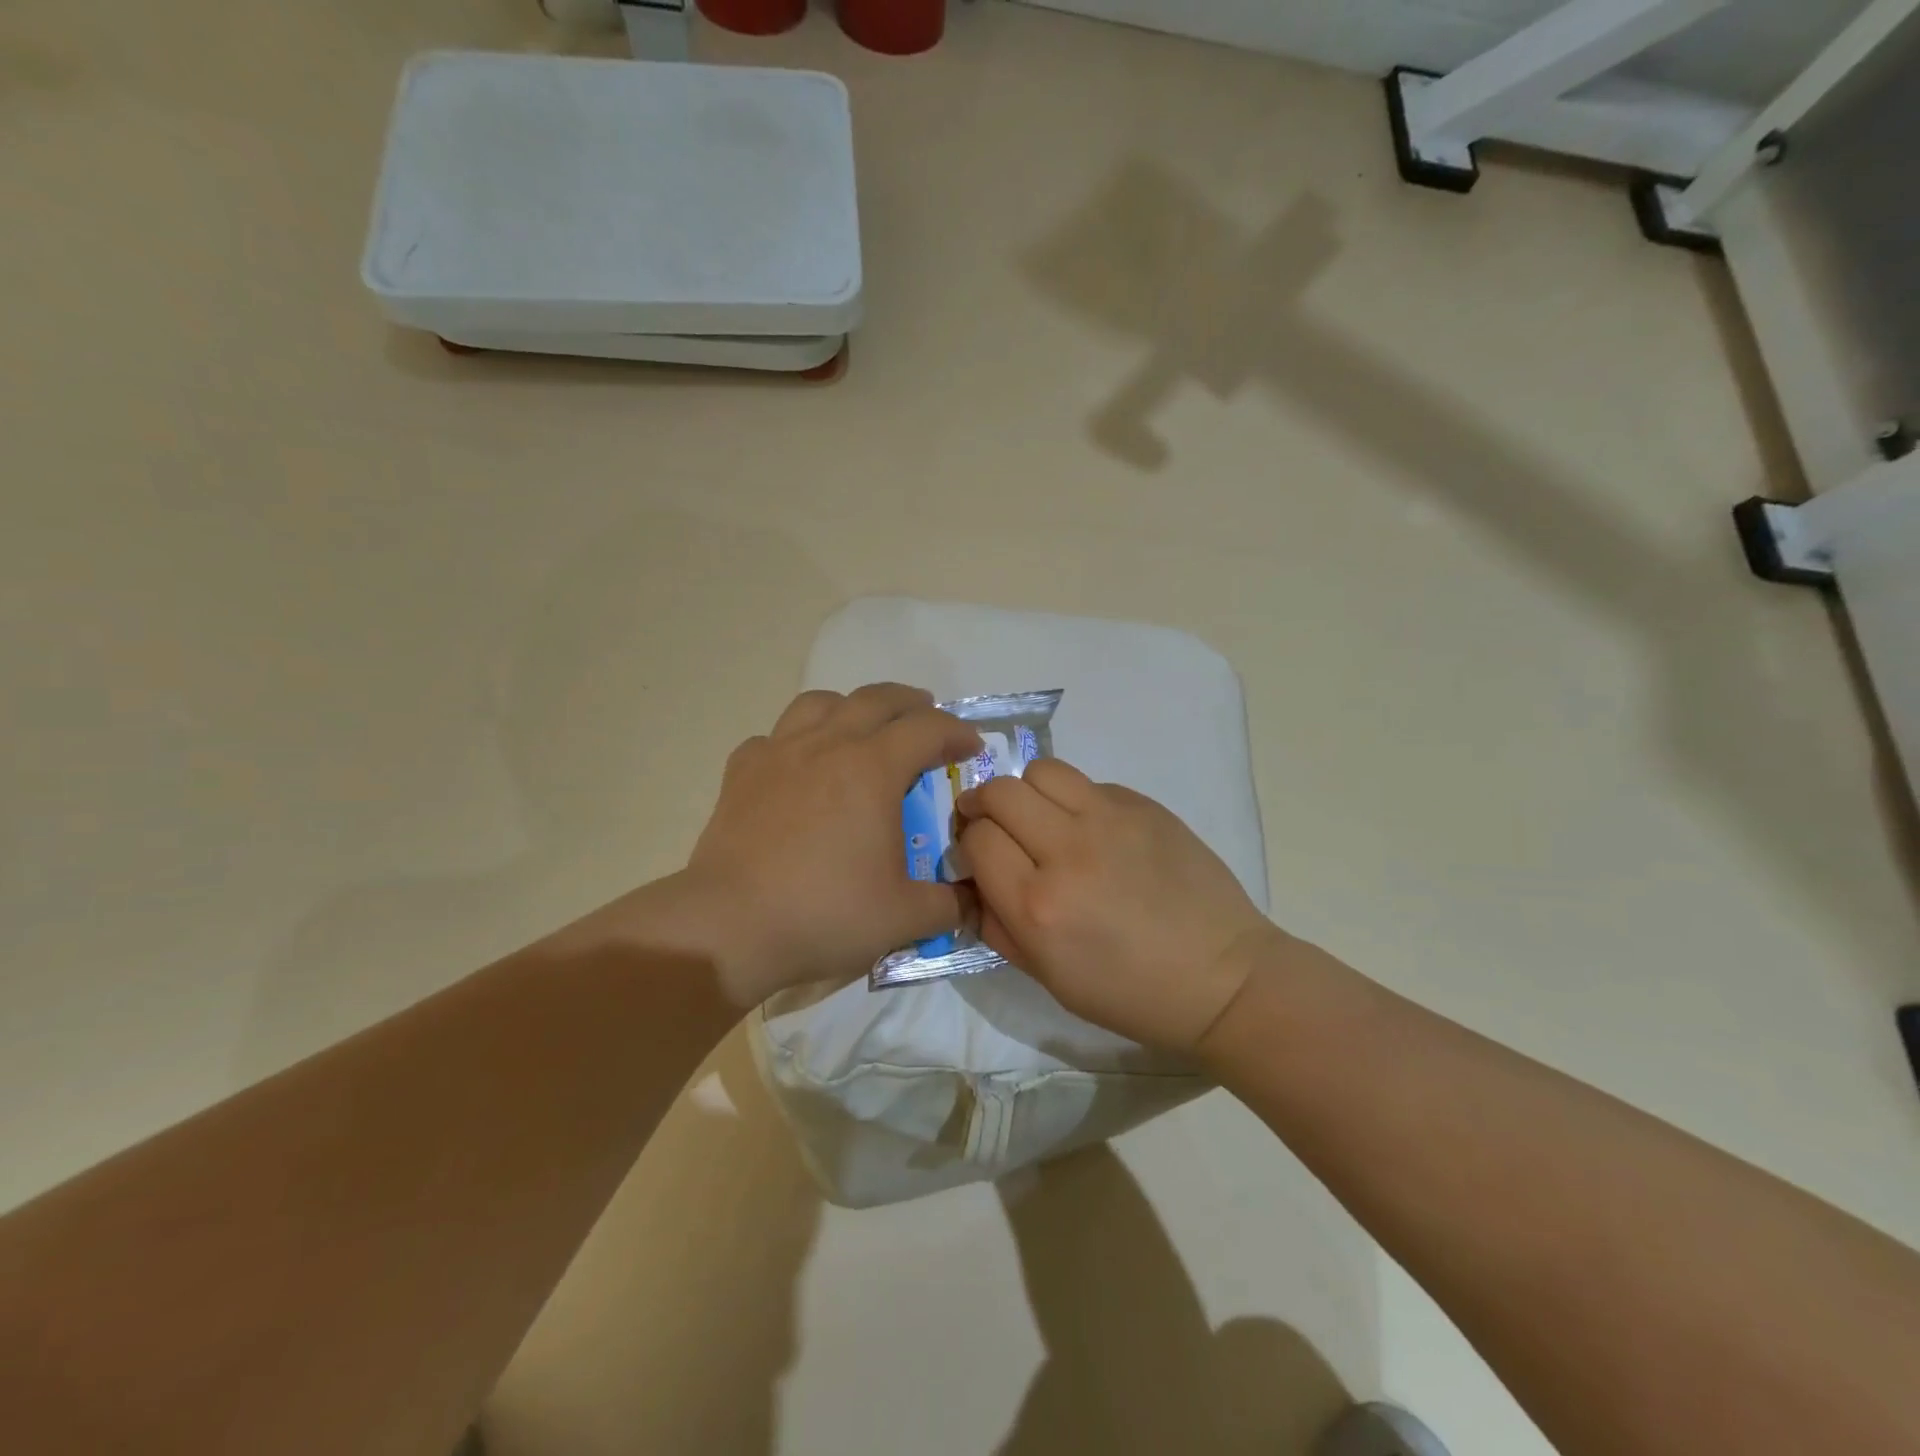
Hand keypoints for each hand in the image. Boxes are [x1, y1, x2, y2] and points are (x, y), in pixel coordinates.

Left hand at [671, 684, 980, 1005]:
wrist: (730, 926)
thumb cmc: (824, 913)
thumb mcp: (904, 917)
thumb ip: (951, 905)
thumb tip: (975, 901)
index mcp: (873, 768)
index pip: (928, 729)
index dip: (957, 733)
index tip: (972, 748)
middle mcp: (828, 745)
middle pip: (876, 699)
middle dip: (911, 703)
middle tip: (928, 719)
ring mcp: (779, 753)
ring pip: (820, 703)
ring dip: (852, 707)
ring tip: (863, 728)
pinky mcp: (742, 772)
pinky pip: (775, 736)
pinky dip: (796, 740)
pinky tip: (799, 766)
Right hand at [957, 759, 1282, 1051]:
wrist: (1220, 977)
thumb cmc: (1129, 993)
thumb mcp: (1047, 977)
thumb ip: (998, 925)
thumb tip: (973, 880)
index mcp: (1039, 906)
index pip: (976, 839)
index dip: (968, 844)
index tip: (979, 856)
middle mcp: (1069, 851)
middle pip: (1000, 792)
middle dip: (984, 805)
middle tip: (994, 824)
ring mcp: (1111, 820)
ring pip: (1042, 771)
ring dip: (1028, 792)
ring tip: (1041, 818)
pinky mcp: (1145, 806)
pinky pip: (1089, 784)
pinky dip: (1076, 801)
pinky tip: (1095, 832)